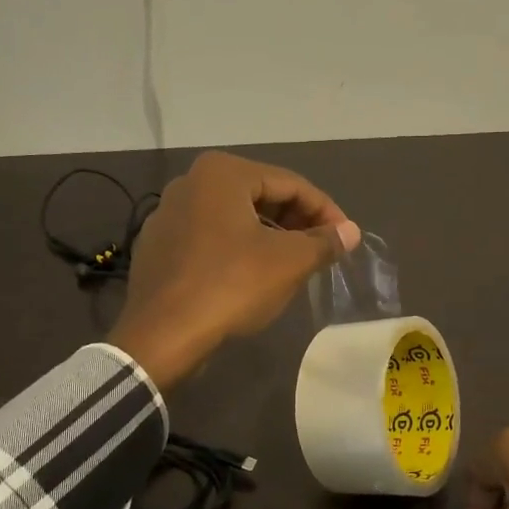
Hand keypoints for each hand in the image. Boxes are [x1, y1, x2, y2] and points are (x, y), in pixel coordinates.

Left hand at [107, 151, 360, 393]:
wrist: (162, 335)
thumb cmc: (231, 285)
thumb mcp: (289, 262)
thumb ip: (324, 242)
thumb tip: (351, 232)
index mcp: (223, 173)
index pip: (291, 184)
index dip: (325, 211)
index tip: (346, 237)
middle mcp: (191, 182)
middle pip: (260, 196)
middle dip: (296, 222)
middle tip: (321, 250)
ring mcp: (168, 214)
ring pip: (234, 218)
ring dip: (269, 236)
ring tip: (293, 264)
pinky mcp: (158, 246)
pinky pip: (209, 238)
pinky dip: (237, 250)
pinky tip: (251, 277)